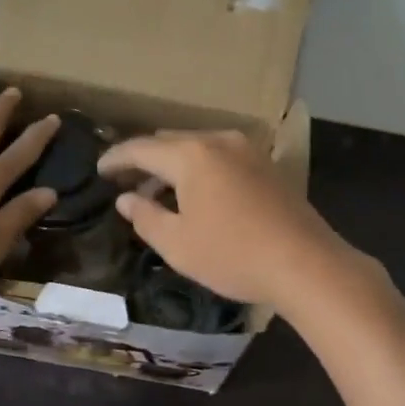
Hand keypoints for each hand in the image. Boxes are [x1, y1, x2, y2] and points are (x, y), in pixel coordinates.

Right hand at [96, 129, 361, 312]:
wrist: (306, 264)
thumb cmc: (233, 255)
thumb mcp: (177, 244)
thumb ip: (144, 217)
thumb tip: (125, 199)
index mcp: (191, 155)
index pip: (141, 148)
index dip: (116, 158)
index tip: (98, 170)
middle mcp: (219, 141)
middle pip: (170, 142)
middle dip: (145, 160)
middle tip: (125, 183)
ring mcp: (248, 151)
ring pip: (198, 149)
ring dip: (174, 166)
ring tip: (157, 194)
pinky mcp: (267, 166)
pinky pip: (220, 158)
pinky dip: (200, 170)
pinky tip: (196, 196)